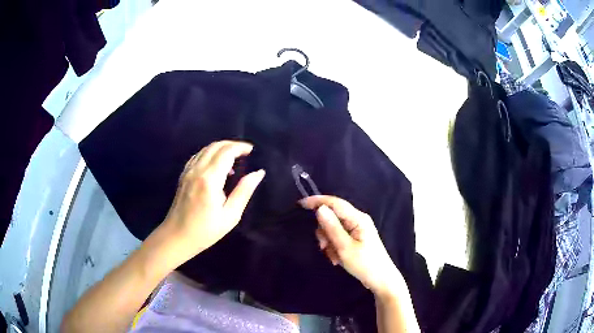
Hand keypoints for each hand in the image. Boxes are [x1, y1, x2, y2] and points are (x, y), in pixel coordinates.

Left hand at [162, 140, 264, 262]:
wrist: (177, 237)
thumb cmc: (206, 230)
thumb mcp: (230, 215)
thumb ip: (244, 191)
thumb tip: (258, 172)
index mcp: (210, 179)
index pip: (226, 152)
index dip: (240, 147)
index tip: (252, 151)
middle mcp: (197, 170)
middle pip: (215, 146)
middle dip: (232, 145)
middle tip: (245, 152)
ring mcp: (188, 171)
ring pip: (205, 149)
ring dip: (221, 148)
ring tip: (234, 159)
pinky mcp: (183, 175)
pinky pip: (197, 156)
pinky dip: (210, 154)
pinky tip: (216, 166)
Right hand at [300, 196, 402, 297]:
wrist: (381, 280)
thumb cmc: (365, 264)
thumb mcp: (345, 248)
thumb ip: (332, 227)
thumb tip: (320, 208)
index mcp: (358, 218)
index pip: (335, 203)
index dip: (317, 201)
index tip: (300, 204)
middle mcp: (357, 220)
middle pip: (332, 217)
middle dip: (324, 232)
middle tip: (324, 247)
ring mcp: (356, 229)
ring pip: (332, 229)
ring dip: (328, 243)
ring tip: (334, 257)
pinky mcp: (355, 239)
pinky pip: (338, 237)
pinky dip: (334, 247)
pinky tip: (337, 259)